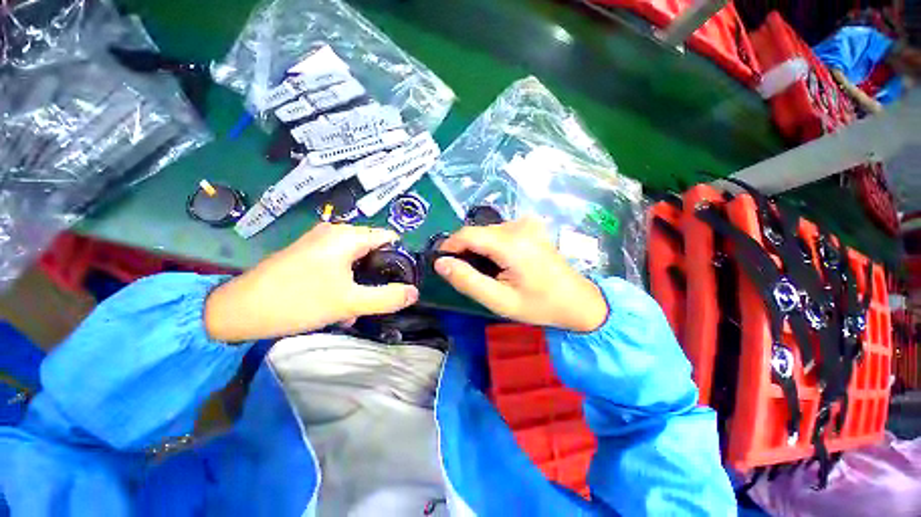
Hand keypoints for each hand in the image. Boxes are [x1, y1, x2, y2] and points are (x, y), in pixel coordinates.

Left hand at [205, 223, 417, 341]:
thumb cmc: (297, 301)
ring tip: (352, 308)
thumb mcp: (349, 303)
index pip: (390, 238)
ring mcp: (319, 242)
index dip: (400, 258)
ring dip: (360, 284)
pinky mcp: (309, 254)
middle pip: (374, 250)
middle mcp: (335, 232)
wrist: (237, 311)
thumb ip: (387, 297)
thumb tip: (415, 293)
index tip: (401, 281)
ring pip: (357, 260)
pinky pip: (339, 264)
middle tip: (374, 298)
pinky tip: (336, 304)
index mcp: (347, 236)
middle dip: (378, 276)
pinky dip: (344, 282)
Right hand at [434, 218, 607, 331]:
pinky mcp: (531, 226)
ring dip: (480, 248)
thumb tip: (441, 263)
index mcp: (511, 243)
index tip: (443, 263)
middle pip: (478, 232)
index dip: (449, 246)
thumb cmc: (539, 305)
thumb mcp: (499, 301)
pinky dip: (493, 244)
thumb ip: (468, 281)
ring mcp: (527, 223)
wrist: (578, 301)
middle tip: (468, 274)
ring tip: (487, 271)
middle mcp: (519, 226)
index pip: (467, 234)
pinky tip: (502, 261)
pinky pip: (501, 231)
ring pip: (488, 231)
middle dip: (466, 250)